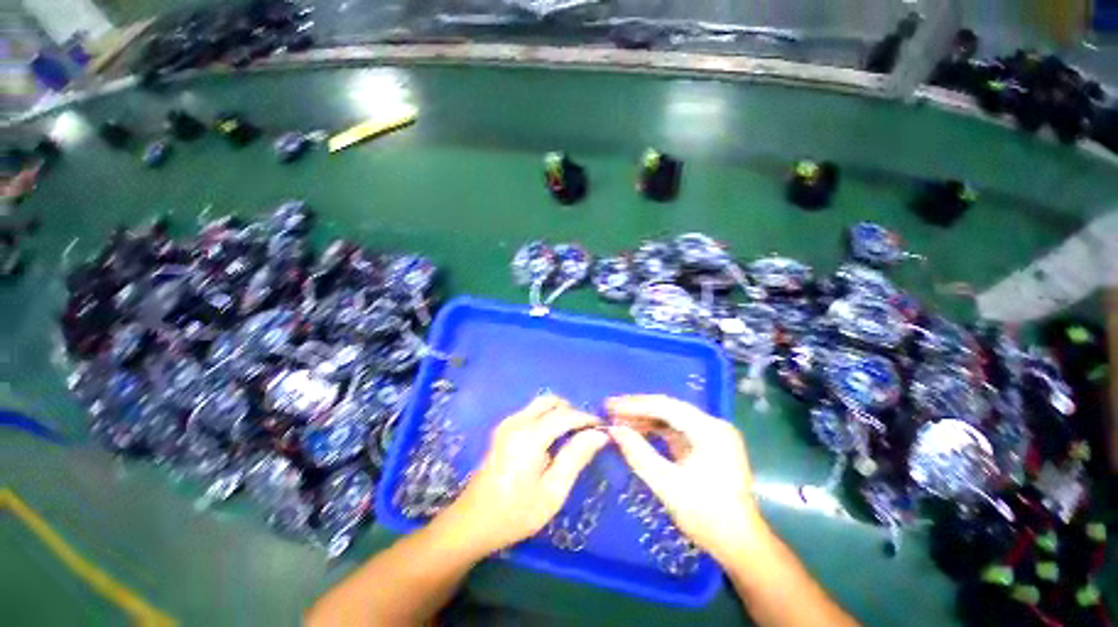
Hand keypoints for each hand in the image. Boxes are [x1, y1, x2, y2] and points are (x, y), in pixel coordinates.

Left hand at [443, 395, 608, 555]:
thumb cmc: (516, 513)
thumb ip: (576, 457)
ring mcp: (508, 422)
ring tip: (571, 437)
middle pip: (552, 401)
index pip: (566, 415)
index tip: (603, 429)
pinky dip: (547, 417)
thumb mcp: (553, 491)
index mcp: (530, 435)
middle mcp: (517, 421)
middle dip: (572, 411)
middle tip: (585, 434)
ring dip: (559, 413)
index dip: (586, 419)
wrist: (473, 522)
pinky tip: (552, 441)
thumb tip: (599, 435)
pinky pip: (531, 411)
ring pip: (541, 404)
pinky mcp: (503, 428)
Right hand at [607, 395, 763, 562]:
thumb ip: (639, 454)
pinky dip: (654, 429)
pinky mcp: (705, 444)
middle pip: (668, 408)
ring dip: (644, 418)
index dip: (635, 405)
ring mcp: (710, 434)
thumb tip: (614, 430)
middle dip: (637, 408)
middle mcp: (712, 425)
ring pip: (670, 417)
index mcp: (710, 430)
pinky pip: (675, 429)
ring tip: (618, 419)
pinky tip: (636, 430)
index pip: (666, 407)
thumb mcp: (667, 485)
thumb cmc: (706, 516)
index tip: (610, 406)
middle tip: (610, 409)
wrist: (739, 545)